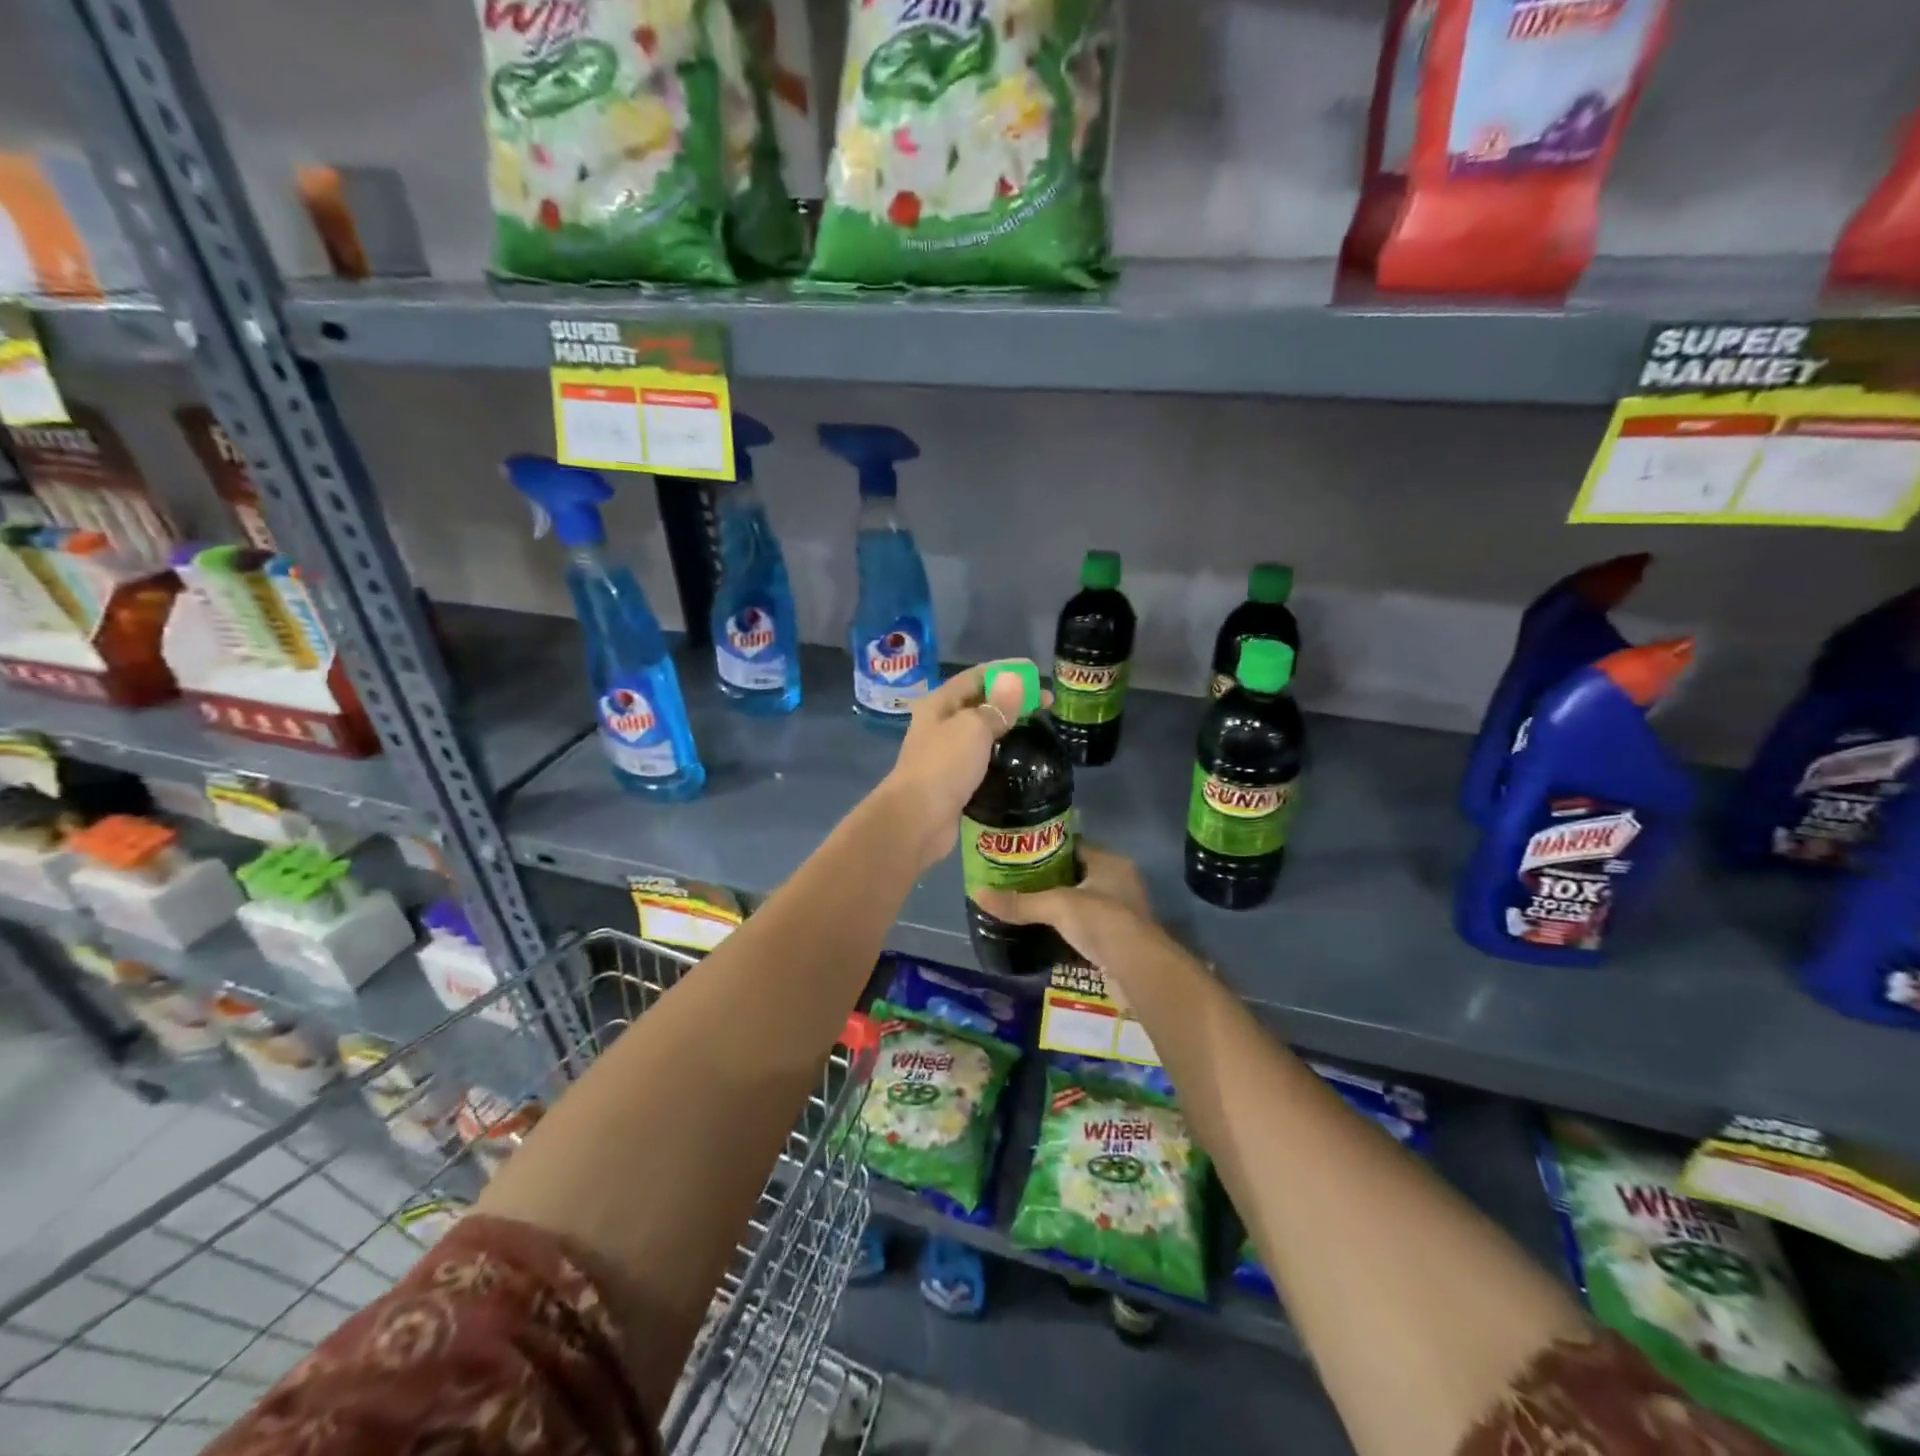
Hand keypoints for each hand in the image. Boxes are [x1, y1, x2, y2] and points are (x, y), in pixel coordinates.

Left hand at [875, 661, 1036, 872]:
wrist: (917, 819)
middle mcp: (940, 725)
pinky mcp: (954, 781)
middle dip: (1011, 701)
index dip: (1006, 672)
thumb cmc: (944, 765)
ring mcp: (946, 754)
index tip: (1037, 676)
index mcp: (940, 704)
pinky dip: (1000, 756)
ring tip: (1039, 730)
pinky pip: (982, 760)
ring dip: (1007, 729)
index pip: (976, 676)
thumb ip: (997, 705)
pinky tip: (1021, 760)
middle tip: (1046, 707)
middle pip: (979, 703)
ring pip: (981, 733)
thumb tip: (1014, 679)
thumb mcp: (973, 728)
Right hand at [973, 844, 1161, 988]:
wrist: (1138, 969)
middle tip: (1015, 882)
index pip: (1074, 846)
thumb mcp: (1056, 906)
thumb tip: (977, 894)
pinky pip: (1088, 925)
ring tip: (1026, 906)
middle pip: (1077, 874)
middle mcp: (1119, 881)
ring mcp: (1121, 911)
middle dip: (1049, 879)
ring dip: (1060, 905)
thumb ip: (1019, 902)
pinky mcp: (1118, 938)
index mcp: (1110, 862)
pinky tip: (1047, 932)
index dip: (1046, 849)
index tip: (1019, 855)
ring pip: (1083, 901)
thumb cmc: (1101, 921)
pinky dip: (1069, 928)